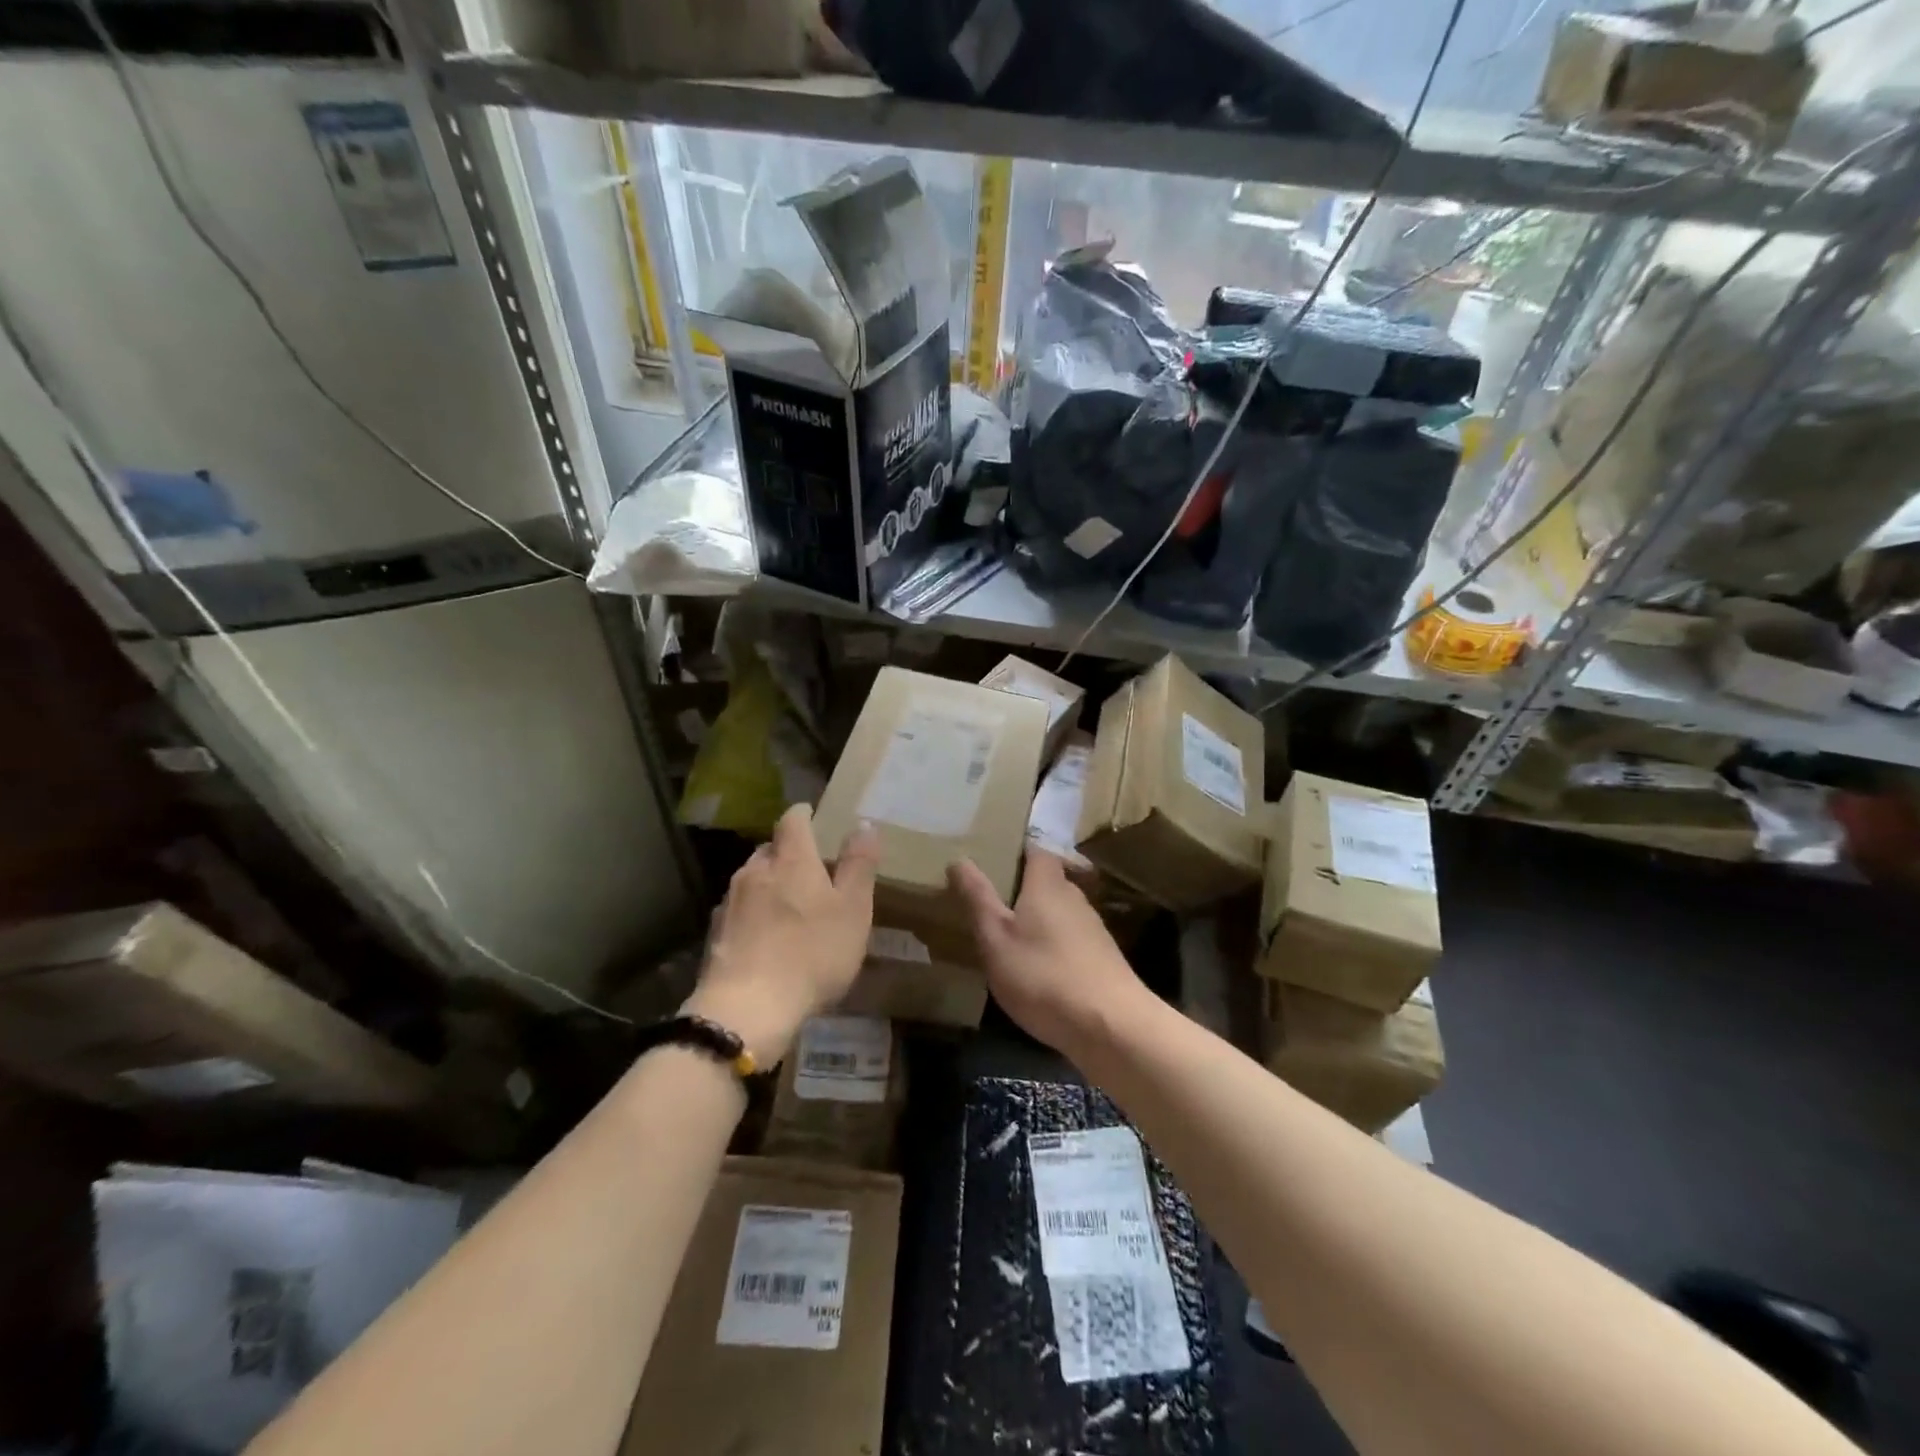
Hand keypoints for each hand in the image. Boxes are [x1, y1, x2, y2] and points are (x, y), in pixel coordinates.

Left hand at [687, 804, 880, 1063]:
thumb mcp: (853, 910)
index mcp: (790, 859)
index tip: (816, 819)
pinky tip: (766, 939)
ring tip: (790, 908)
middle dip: (789, 854)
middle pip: (770, 849)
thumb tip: (863, 824)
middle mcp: (754, 871)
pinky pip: (738, 911)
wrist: (747, 1009)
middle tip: (812, 872)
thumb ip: (859, 865)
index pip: (793, 819)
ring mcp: (730, 902)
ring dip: (770, 885)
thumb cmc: (811, 953)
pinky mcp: (715, 934)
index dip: (805, 815)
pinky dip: (754, 915)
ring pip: (752, 880)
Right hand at [948, 851, 1151, 1056]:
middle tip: (990, 898)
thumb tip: (958, 859)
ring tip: (1009, 933)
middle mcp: (1074, 897)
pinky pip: (1070, 937)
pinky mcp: (1101, 958)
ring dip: (1037, 917)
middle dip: (1022, 886)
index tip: (990, 858)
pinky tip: (1037, 967)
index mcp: (1048, 884)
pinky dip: (1051, 942)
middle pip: (1047, 880)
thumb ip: (977, 898)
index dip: (1015, 850)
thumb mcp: (995, 938)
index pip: (1036, 850)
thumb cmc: (1043, 975)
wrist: (1111, 1026)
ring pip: (1059, 911)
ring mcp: (1092, 928)